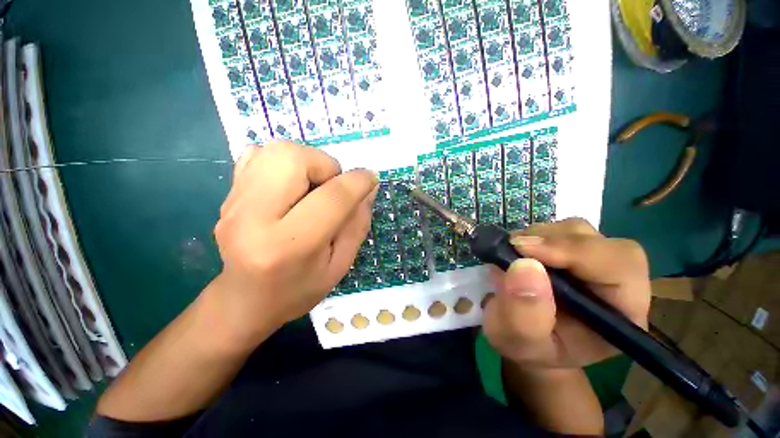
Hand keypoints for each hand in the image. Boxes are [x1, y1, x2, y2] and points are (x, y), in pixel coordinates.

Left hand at [211, 141, 376, 343]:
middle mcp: (253, 218)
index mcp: (288, 245)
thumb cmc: (299, 289)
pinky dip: (284, 163)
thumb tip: (368, 186)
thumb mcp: (341, 264)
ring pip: (275, 150)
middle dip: (325, 165)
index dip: (358, 182)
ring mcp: (233, 203)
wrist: (244, 301)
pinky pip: (258, 155)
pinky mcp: (227, 195)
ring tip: (313, 188)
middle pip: (293, 158)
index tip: (371, 179)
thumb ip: (357, 223)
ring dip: (307, 162)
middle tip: (332, 188)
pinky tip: (291, 187)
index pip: (331, 198)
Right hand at [482, 218, 650, 368]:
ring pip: (576, 230)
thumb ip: (523, 314)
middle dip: (552, 241)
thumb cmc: (528, 347)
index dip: (574, 251)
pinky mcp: (570, 251)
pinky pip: (556, 230)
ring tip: (512, 254)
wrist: (524, 336)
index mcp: (621, 314)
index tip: (524, 250)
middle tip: (513, 248)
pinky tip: (516, 251)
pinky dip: (532, 235)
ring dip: (539, 236)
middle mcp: (615, 282)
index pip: (619, 266)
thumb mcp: (518, 341)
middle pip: (599, 241)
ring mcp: (592, 262)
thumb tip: (524, 265)